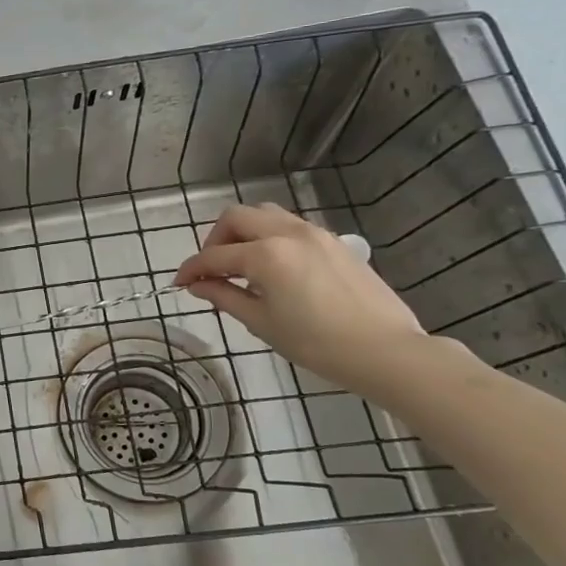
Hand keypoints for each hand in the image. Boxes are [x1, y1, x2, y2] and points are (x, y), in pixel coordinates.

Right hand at [173, 203, 424, 391]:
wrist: (385, 350)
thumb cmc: (317, 343)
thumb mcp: (261, 323)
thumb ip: (224, 296)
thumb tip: (198, 286)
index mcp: (265, 255)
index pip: (214, 256)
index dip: (191, 270)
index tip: (179, 284)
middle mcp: (287, 233)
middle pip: (236, 217)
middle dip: (214, 240)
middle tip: (211, 269)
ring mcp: (314, 233)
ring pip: (265, 214)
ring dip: (243, 232)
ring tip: (240, 264)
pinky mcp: (333, 242)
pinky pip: (290, 225)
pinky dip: (269, 236)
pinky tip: (272, 267)